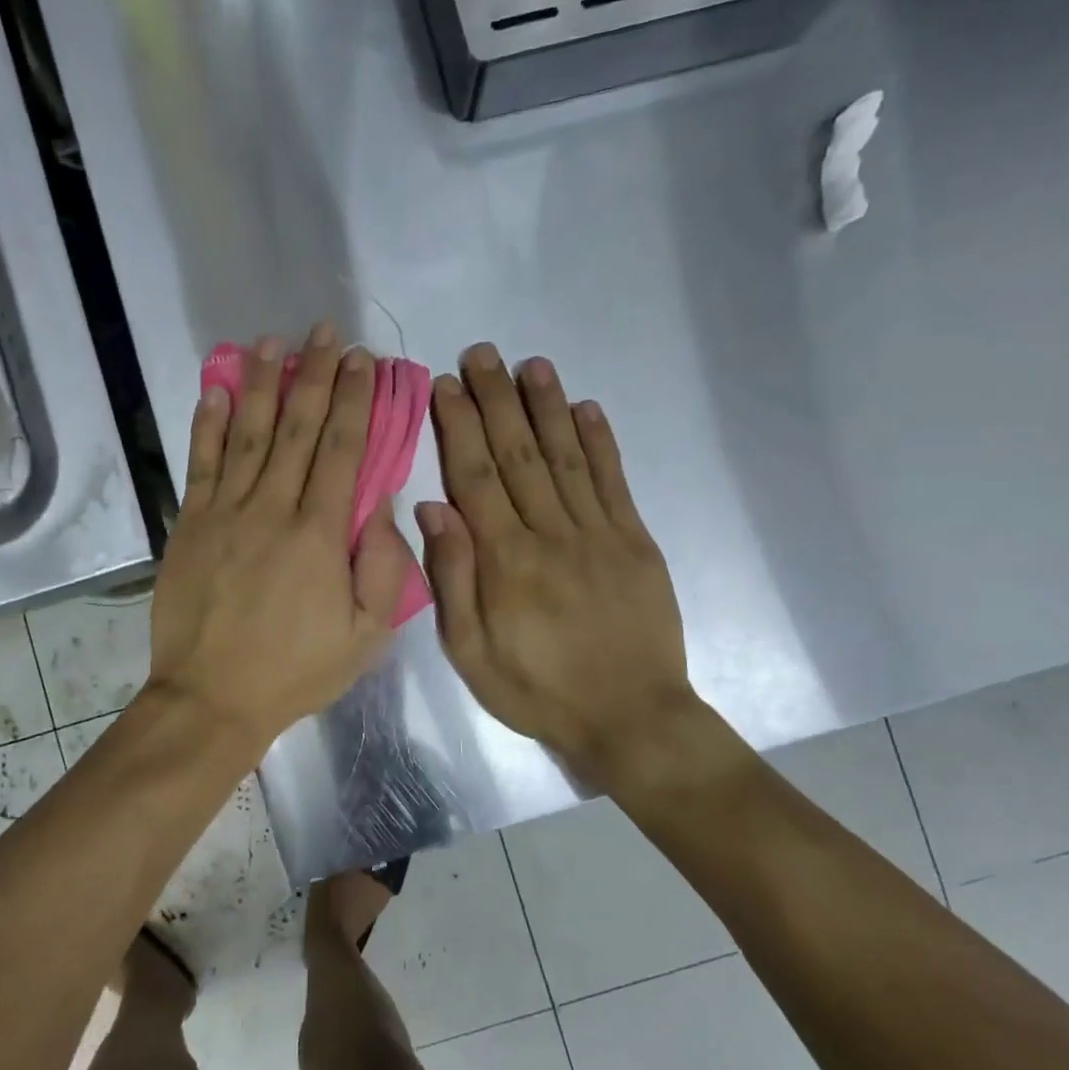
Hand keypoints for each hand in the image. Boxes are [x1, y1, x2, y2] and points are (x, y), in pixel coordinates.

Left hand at [147, 323, 410, 750]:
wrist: (211, 698)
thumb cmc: (295, 671)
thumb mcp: (365, 637)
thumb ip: (383, 568)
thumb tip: (382, 504)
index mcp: (320, 535)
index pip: (343, 451)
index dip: (355, 401)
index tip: (363, 361)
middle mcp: (273, 509)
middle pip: (298, 429)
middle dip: (315, 376)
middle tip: (325, 333)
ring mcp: (225, 513)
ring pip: (249, 434)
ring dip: (262, 384)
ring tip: (271, 342)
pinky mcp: (190, 525)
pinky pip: (202, 464)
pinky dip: (208, 424)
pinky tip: (216, 390)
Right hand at [417, 343, 700, 789]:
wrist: (631, 717)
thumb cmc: (538, 691)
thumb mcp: (471, 653)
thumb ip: (452, 579)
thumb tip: (432, 509)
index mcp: (506, 562)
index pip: (476, 478)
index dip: (459, 427)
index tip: (445, 385)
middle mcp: (551, 534)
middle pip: (518, 454)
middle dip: (497, 400)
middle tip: (481, 353)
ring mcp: (599, 533)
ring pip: (566, 457)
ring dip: (547, 406)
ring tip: (530, 364)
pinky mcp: (636, 541)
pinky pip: (614, 481)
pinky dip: (600, 441)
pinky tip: (587, 408)